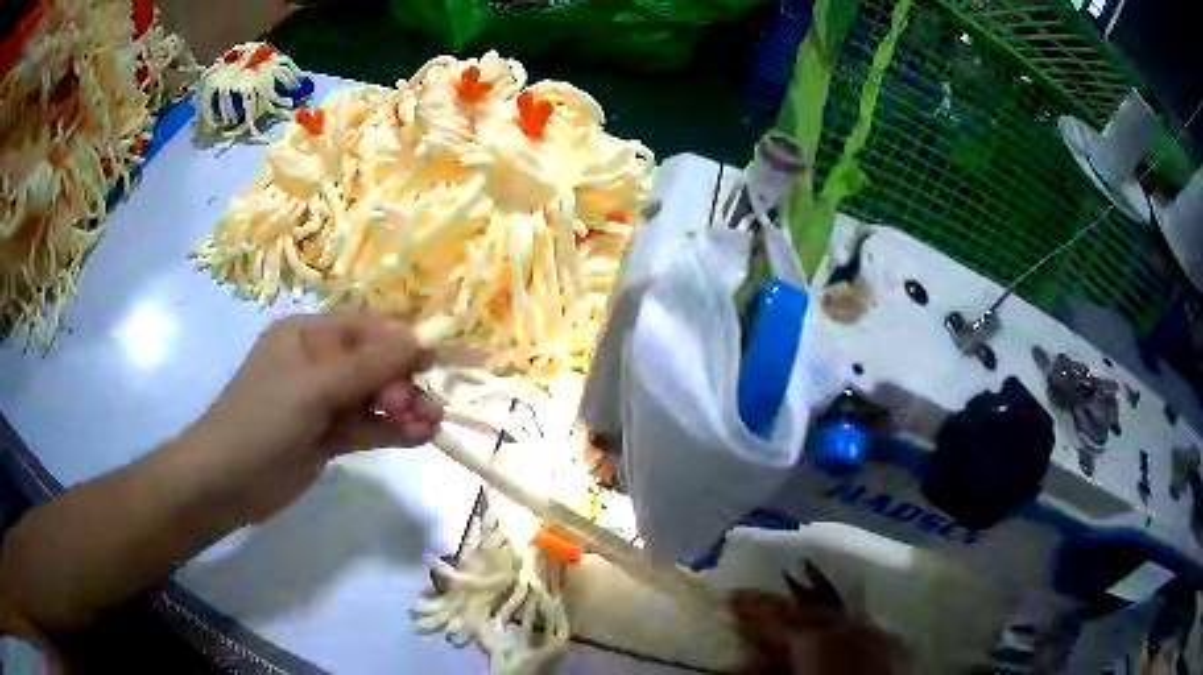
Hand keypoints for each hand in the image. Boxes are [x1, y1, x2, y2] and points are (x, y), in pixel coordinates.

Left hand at [179, 313, 442, 525]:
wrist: (225, 483)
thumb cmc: (261, 421)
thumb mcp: (314, 389)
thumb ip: (369, 366)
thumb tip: (422, 338)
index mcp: (308, 336)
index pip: (364, 328)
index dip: (400, 340)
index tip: (435, 359)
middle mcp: (317, 364)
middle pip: (374, 364)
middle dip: (402, 383)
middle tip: (417, 409)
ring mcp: (323, 403)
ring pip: (373, 398)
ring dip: (403, 410)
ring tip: (429, 427)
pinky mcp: (328, 437)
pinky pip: (367, 427)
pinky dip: (391, 432)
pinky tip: (418, 438)